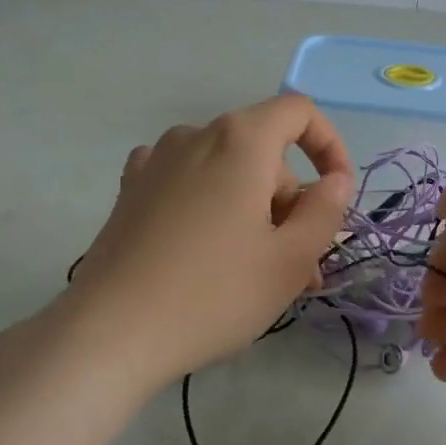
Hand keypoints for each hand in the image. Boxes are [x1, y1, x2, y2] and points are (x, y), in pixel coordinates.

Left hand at [30, 95, 354, 392]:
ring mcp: (156, 161)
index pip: (299, 112)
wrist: (110, 333)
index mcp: (240, 140)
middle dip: (290, 201)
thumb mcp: (291, 260)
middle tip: (300, 266)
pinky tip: (206, 247)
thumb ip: (326, 210)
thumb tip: (335, 180)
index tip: (335, 194)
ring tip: (257, 271)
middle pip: (264, 151)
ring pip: (227, 172)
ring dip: (254, 210)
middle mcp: (196, 135)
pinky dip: (212, 206)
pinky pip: (189, 183)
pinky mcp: (130, 191)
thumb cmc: (214, 293)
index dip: (329, 145)